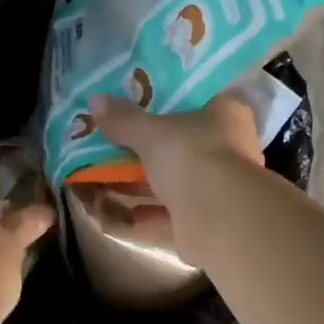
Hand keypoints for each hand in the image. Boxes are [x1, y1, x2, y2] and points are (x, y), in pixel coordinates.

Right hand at [90, 94, 263, 257]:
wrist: (218, 219)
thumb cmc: (191, 156)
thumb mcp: (151, 132)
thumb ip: (124, 119)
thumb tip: (96, 101)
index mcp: (226, 114)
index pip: (197, 99)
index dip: (165, 100)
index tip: (134, 102)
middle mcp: (227, 150)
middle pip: (179, 144)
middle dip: (142, 148)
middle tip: (106, 140)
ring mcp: (216, 188)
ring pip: (169, 182)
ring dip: (134, 183)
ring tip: (96, 176)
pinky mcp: (202, 223)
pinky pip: (163, 215)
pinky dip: (137, 214)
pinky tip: (106, 212)